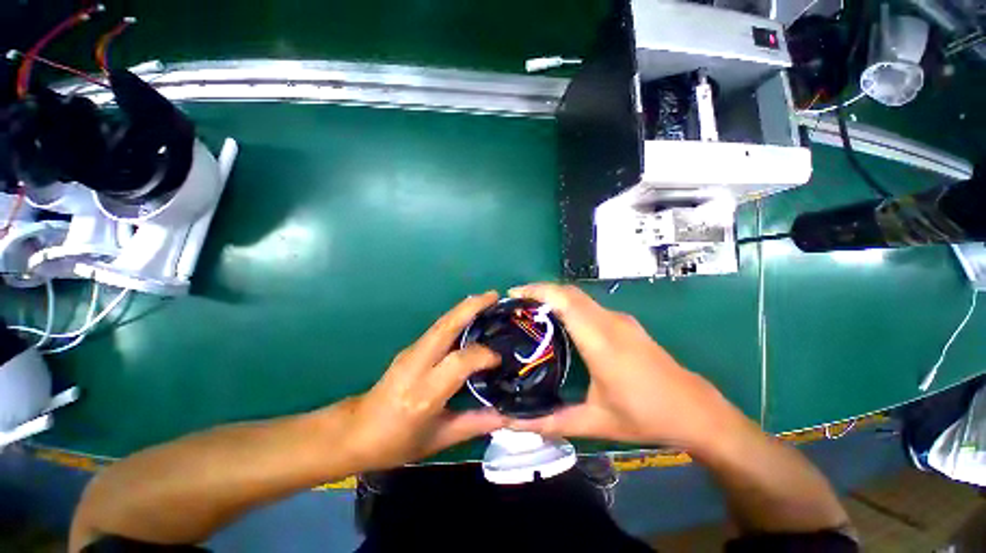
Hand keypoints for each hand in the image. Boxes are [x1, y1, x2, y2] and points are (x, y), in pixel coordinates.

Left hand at [342, 291, 508, 470]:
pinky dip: (456, 317)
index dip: (483, 355)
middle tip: (494, 296)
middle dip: (471, 307)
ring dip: (464, 307)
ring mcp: (410, 352)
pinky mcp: (409, 348)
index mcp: (424, 393)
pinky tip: (469, 316)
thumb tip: (508, 413)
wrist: (356, 431)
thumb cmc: (397, 442)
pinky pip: (437, 328)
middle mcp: (416, 365)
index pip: (458, 362)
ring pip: (441, 323)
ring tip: (487, 299)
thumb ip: (475, 423)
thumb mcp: (438, 439)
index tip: (499, 358)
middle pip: (445, 327)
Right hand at [507, 283, 737, 450]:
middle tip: (517, 302)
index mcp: (601, 341)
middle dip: (541, 290)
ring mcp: (620, 320)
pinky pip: (590, 305)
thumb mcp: (595, 422)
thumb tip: (512, 423)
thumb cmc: (645, 416)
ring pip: (580, 297)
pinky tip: (561, 321)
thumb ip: (551, 421)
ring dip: (555, 296)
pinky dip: (569, 304)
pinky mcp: (625, 323)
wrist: (696, 411)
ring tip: (532, 310)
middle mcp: (610, 322)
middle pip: (570, 292)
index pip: (565, 302)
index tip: (513, 293)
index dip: (538, 291)